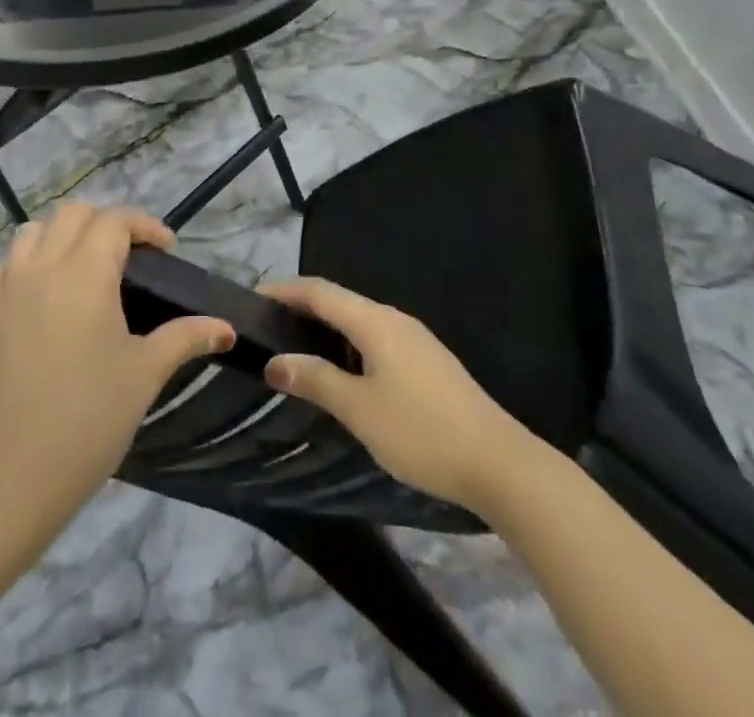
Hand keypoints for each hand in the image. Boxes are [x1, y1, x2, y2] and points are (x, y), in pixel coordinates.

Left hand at [0, 204, 234, 517]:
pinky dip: (24, 265)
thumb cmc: (92, 417)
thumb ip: (187, 337)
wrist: (20, 475)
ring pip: (32, 232)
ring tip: (87, 267)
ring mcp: (9, 290)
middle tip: (131, 257)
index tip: (167, 251)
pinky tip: (40, 291)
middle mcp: (44, 268)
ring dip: (62, 236)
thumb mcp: (147, 372)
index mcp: (85, 273)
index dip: (145, 225)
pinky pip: (2, 270)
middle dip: (106, 223)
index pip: (114, 221)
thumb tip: (226, 327)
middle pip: (73, 214)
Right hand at [259, 278, 545, 514]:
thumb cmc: (422, 432)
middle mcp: (394, 319)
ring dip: (325, 328)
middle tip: (267, 326)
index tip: (253, 298)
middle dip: (302, 307)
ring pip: (358, 321)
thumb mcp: (359, 410)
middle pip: (339, 300)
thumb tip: (275, 361)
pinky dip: (347, 344)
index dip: (285, 290)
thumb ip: (316, 380)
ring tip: (295, 348)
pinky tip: (340, 371)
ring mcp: (414, 339)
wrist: (500, 463)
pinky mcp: (426, 362)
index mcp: (375, 322)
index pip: (319, 291)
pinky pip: (375, 338)